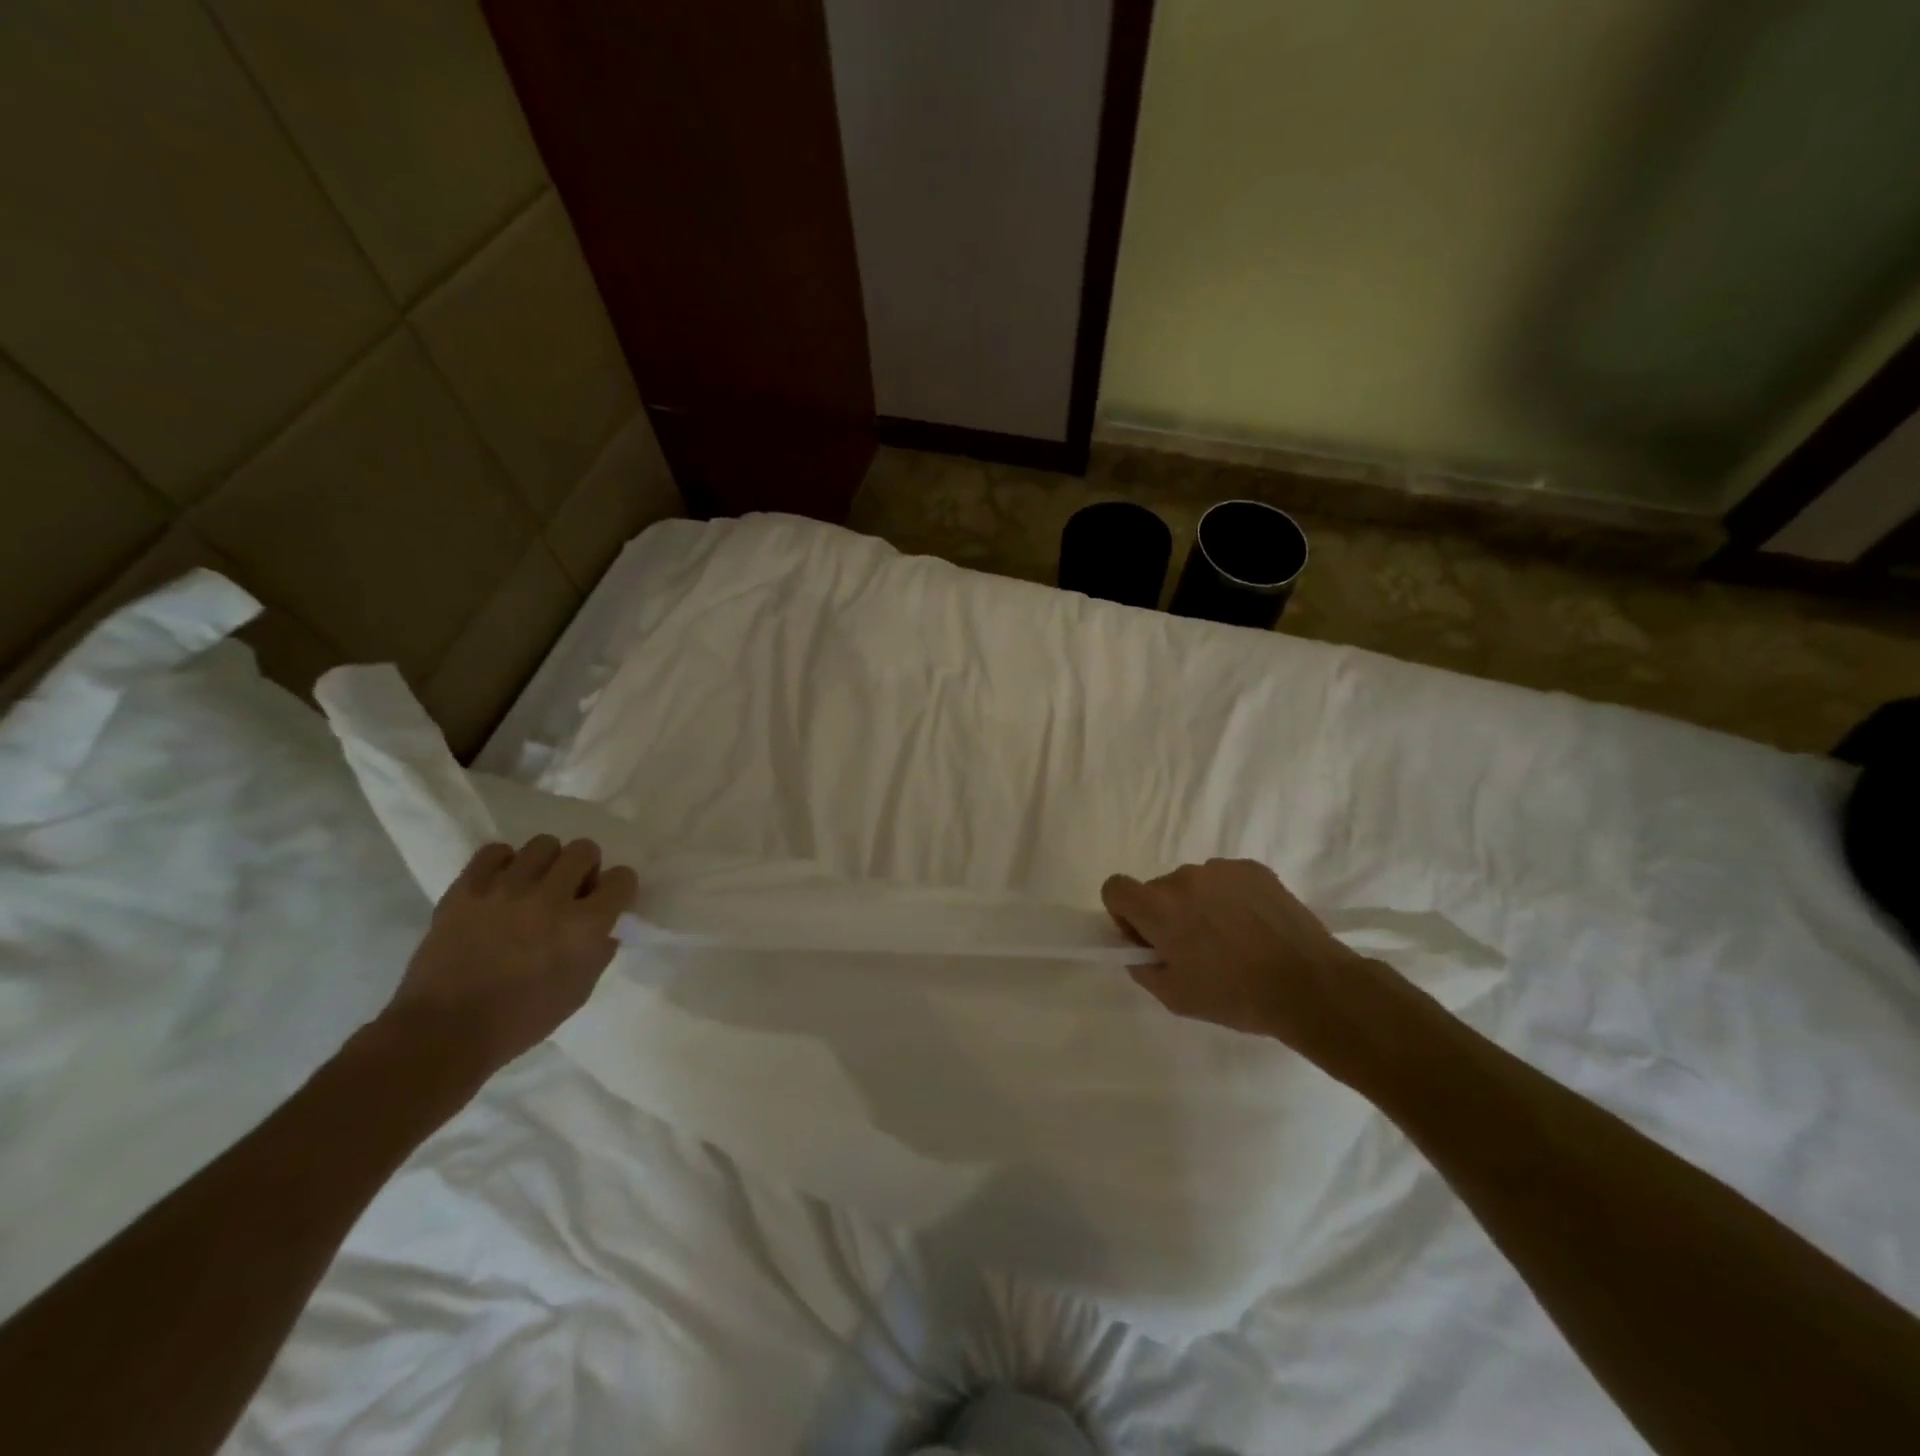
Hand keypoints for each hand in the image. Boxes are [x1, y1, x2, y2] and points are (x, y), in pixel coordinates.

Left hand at [380, 837, 637, 1082]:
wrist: (443, 1032)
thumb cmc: (520, 1020)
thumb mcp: (579, 991)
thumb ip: (598, 952)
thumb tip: (603, 929)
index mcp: (584, 926)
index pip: (622, 878)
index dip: (618, 888)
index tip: (607, 901)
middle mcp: (551, 898)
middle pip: (584, 849)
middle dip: (585, 867)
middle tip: (570, 890)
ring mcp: (506, 889)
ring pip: (543, 844)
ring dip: (546, 863)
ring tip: (533, 886)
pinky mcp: (467, 889)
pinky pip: (494, 851)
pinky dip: (503, 863)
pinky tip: (500, 885)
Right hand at [1102, 858, 1435, 1086]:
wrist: (1309, 985)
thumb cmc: (1235, 996)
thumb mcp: (1175, 998)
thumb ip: (1144, 969)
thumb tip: (1140, 950)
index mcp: (1157, 907)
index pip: (1114, 888)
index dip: (1123, 913)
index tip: (1147, 938)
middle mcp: (1183, 877)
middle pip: (1157, 889)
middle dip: (1166, 914)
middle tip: (1196, 949)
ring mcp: (1221, 869)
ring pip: (1193, 884)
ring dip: (1199, 905)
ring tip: (1233, 940)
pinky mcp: (1253, 869)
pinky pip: (1226, 880)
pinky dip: (1230, 899)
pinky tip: (1254, 928)